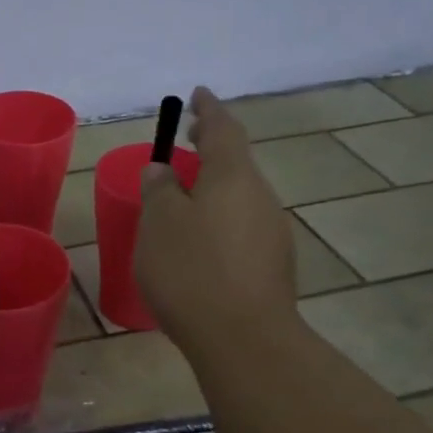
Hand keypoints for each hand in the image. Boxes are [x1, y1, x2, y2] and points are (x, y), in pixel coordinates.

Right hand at [133, 86, 297, 358]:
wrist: (244, 339)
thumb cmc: (192, 272)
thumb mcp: (159, 225)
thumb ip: (159, 190)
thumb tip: (163, 169)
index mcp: (232, 177)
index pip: (223, 129)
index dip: (208, 110)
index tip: (198, 94)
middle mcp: (261, 197)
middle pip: (236, 163)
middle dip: (212, 150)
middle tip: (188, 143)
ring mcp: (272, 232)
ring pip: (240, 197)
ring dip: (215, 189)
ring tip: (185, 200)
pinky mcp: (273, 265)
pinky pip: (243, 228)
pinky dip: (221, 221)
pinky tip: (201, 245)